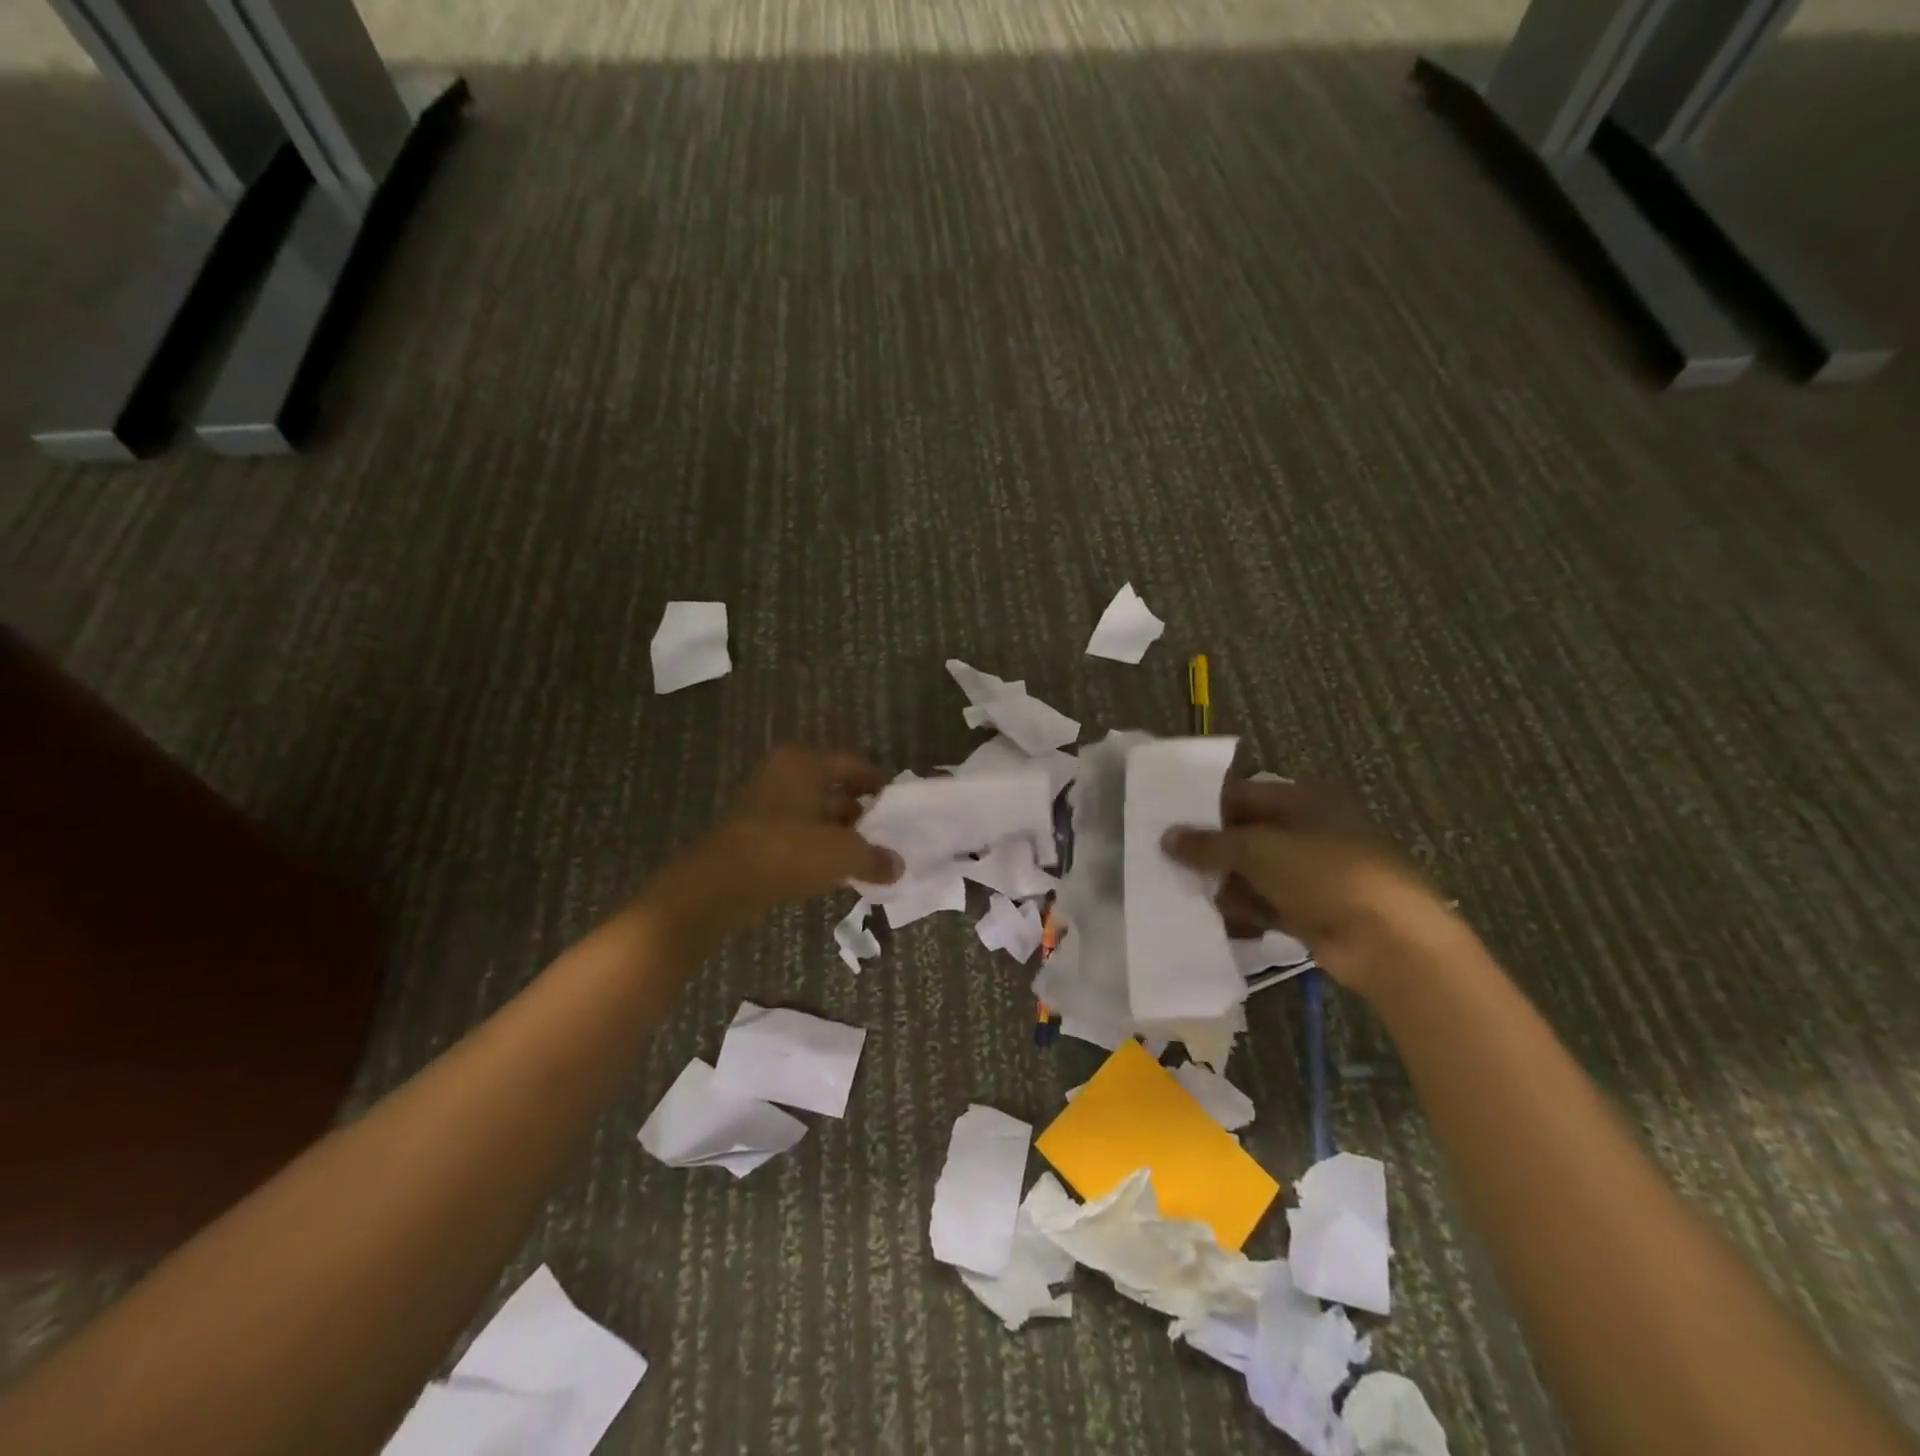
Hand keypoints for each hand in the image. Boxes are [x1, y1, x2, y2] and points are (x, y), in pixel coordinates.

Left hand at [656, 748, 903, 939]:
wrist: (719, 886)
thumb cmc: (787, 852)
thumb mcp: (842, 853)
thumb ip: (875, 857)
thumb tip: (896, 866)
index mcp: (802, 764)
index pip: (851, 764)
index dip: (878, 783)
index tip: (899, 803)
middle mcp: (782, 776)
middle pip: (833, 789)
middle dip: (861, 813)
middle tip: (888, 834)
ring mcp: (765, 806)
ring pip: (815, 815)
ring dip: (840, 834)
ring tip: (869, 857)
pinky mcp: (754, 836)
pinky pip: (797, 836)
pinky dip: (818, 849)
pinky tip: (838, 872)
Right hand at [1163, 779, 1454, 997]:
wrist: (1390, 941)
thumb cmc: (1325, 874)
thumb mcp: (1259, 850)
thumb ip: (1210, 844)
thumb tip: (1167, 837)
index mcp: (1304, 801)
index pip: (1242, 795)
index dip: (1204, 807)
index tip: (1165, 822)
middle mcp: (1309, 832)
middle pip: (1246, 834)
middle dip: (1210, 849)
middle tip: (1164, 859)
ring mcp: (1312, 874)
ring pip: (1254, 872)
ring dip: (1223, 882)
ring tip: (1180, 890)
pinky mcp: (1313, 911)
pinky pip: (1266, 904)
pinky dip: (1243, 909)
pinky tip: (1212, 917)